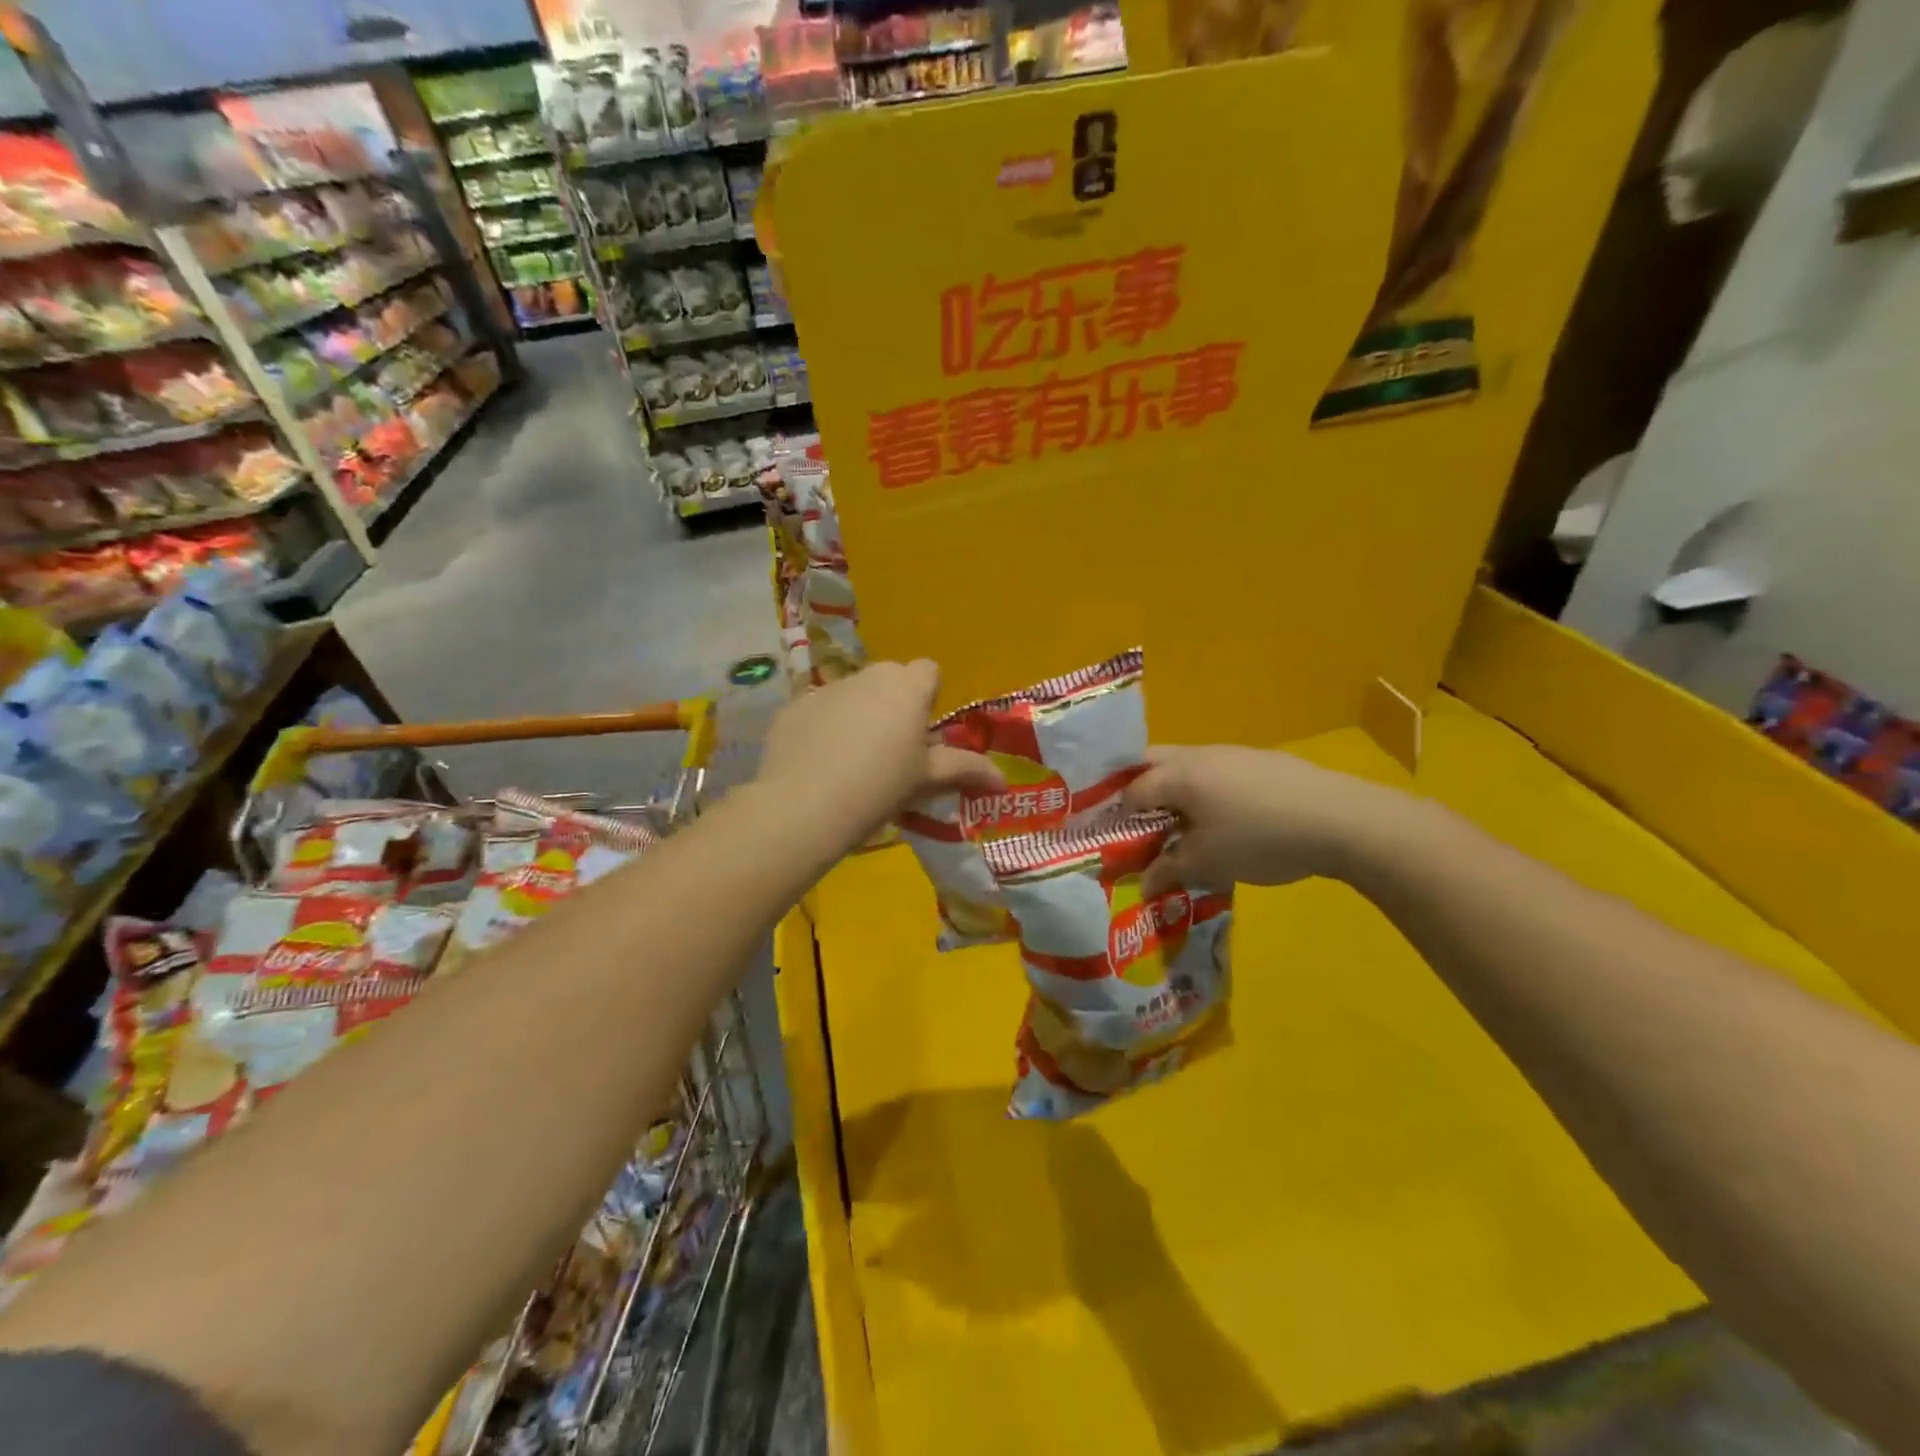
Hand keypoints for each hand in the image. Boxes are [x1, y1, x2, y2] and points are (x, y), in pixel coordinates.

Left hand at [758, 661, 1001, 845]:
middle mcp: (868, 677)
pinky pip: (818, 711)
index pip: (928, 670)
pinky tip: (817, 765)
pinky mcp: (793, 708)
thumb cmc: (881, 786)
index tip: (922, 731)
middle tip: (892, 750)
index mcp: (907, 688)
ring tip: (851, 762)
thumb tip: (1003, 779)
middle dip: (893, 704)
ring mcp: (826, 689)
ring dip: (858, 715)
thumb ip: (966, 770)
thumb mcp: (927, 780)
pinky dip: (822, 729)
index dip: (929, 696)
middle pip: (889, 680)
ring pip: (852, 694)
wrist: (806, 804)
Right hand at [1121, 744, 1411, 894]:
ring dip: (1175, 792)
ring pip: (1187, 766)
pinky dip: (1205, 792)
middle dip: (1140, 791)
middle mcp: (1199, 755)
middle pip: (1153, 764)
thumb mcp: (1208, 863)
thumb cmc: (1260, 840)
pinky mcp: (1262, 762)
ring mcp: (1233, 754)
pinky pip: (1216, 773)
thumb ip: (1169, 869)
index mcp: (1178, 774)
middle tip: (1138, 826)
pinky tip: (1225, 820)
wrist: (1341, 820)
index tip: (1116, 842)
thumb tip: (1144, 884)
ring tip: (1181, 827)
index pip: (1132, 790)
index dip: (1118, 817)